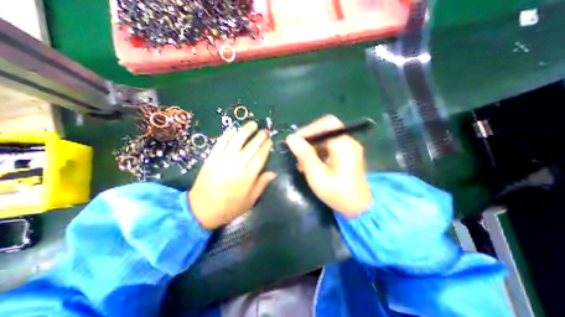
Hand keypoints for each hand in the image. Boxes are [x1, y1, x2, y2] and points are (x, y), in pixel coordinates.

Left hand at [190, 121, 277, 226]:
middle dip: (259, 137)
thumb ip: (262, 185)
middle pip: (250, 147)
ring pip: (236, 142)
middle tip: (264, 131)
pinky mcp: (211, 159)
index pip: (260, 158)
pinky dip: (227, 135)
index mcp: (247, 178)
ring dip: (245, 131)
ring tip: (252, 124)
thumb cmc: (229, 207)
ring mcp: (222, 161)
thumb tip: (273, 173)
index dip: (266, 148)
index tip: (270, 141)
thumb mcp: (250, 200)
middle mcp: (236, 166)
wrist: (201, 210)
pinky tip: (234, 130)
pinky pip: (220, 143)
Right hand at [287, 115, 371, 217]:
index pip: (327, 124)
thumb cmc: (338, 194)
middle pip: (326, 128)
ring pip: (326, 136)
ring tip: (303, 160)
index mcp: (344, 146)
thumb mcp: (317, 177)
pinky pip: (330, 144)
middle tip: (297, 149)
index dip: (309, 129)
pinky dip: (318, 150)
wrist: (358, 207)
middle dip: (309, 137)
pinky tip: (312, 162)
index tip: (295, 141)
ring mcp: (349, 147)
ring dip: (312, 144)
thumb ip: (305, 156)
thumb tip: (291, 138)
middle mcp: (348, 142)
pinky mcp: (347, 152)